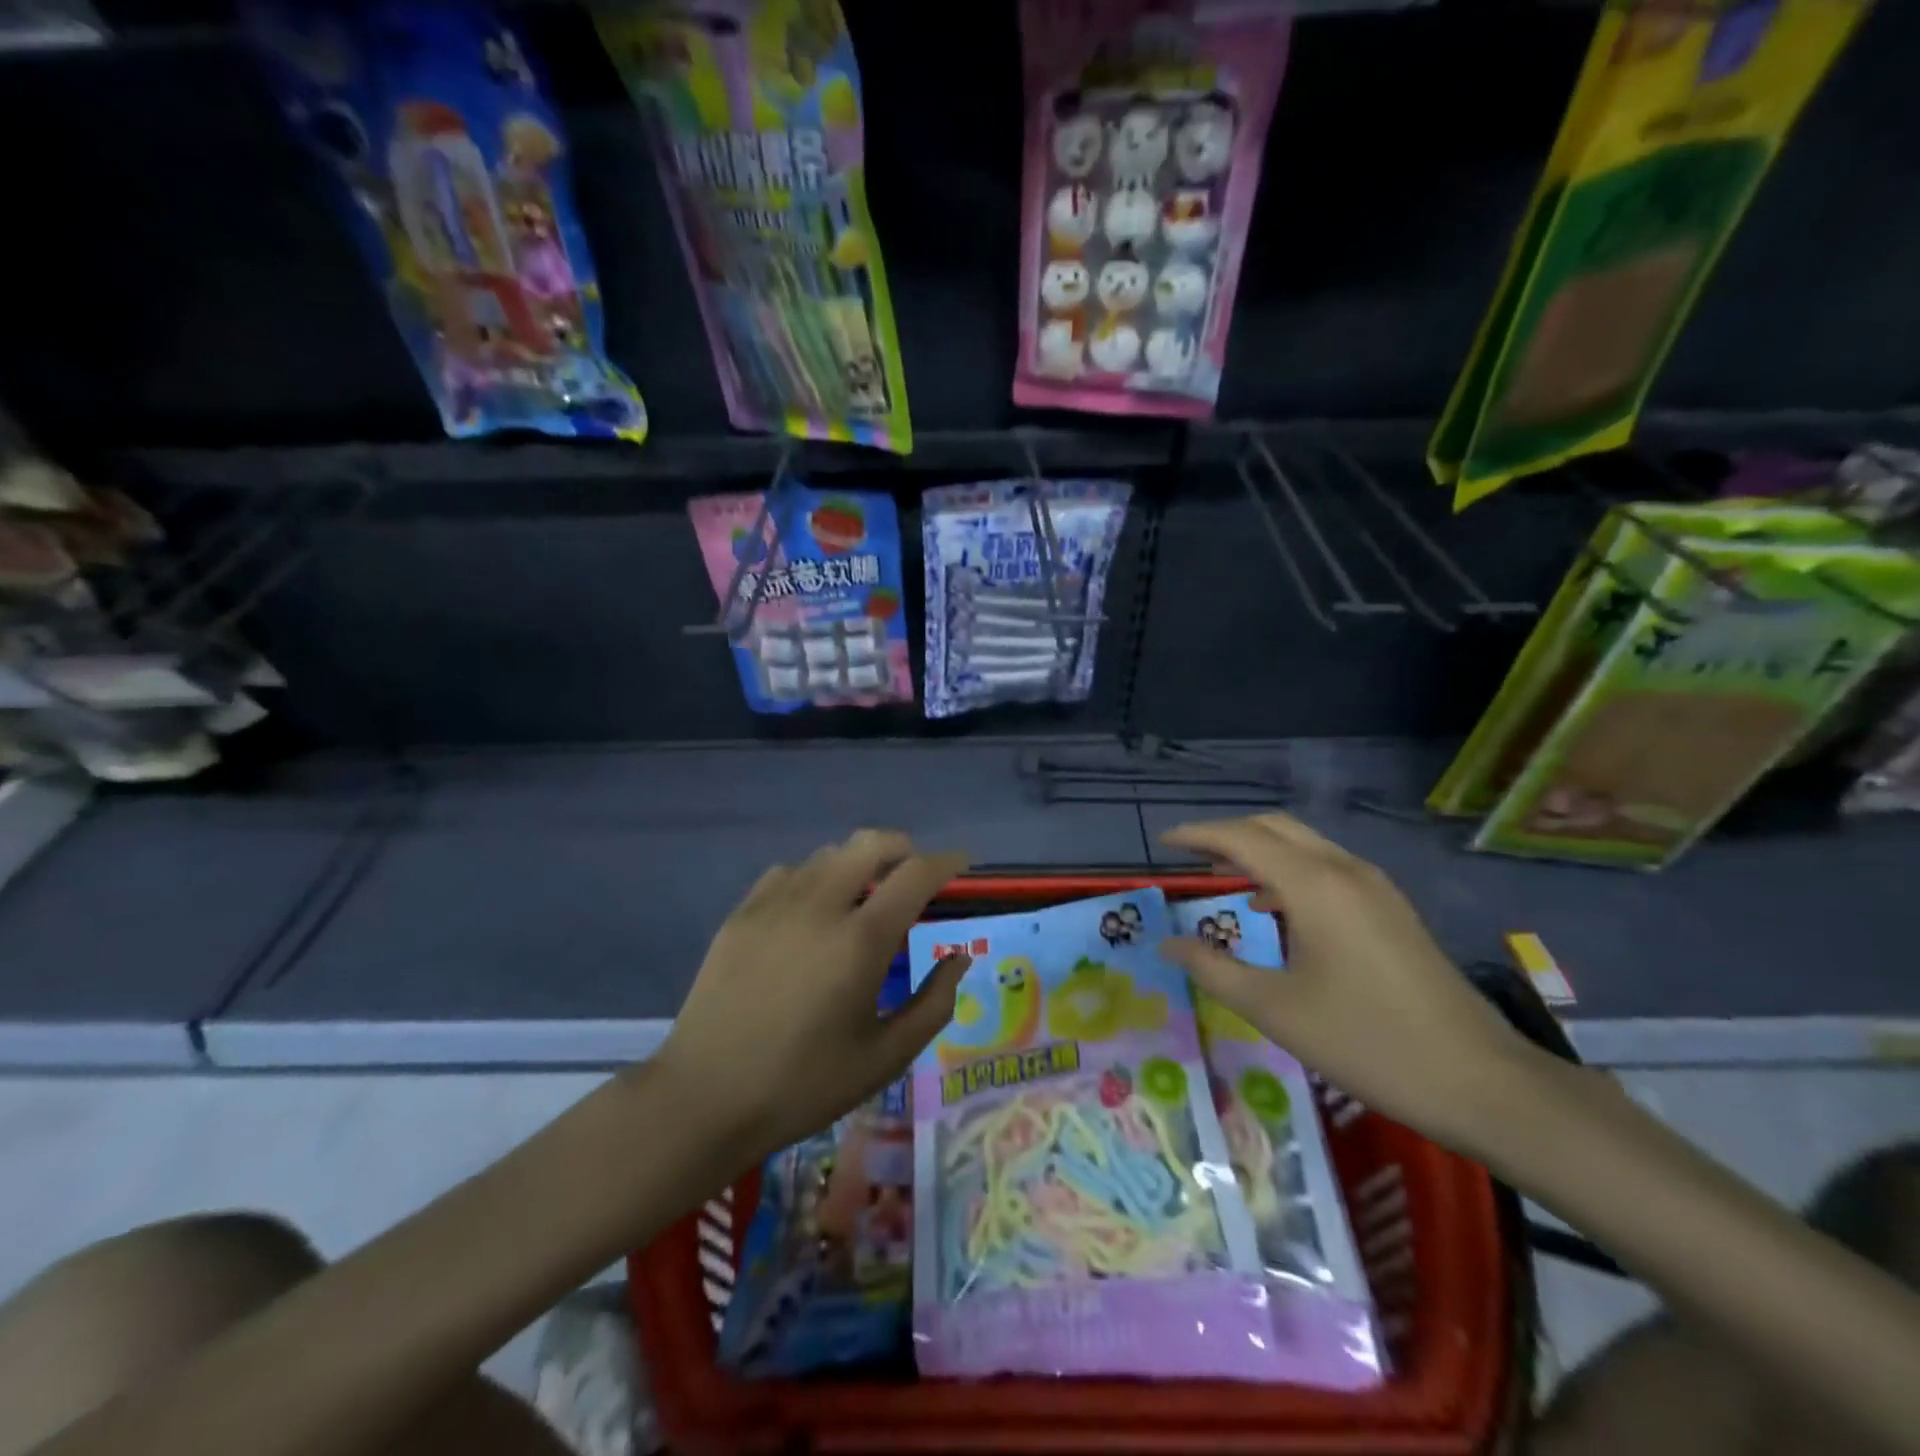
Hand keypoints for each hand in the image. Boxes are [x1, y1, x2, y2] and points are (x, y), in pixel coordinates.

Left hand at [656, 830, 970, 1171]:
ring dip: (857, 862)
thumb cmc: (804, 1085)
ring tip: (863, 894)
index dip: (945, 861)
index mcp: (861, 941)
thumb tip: (959, 959)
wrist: (705, 1099)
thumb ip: (934, 1004)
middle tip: (914, 871)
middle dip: (902, 846)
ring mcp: (775, 905)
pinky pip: (788, 872)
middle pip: (870, 843)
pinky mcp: (741, 914)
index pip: (915, 874)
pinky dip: (813, 877)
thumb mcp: (885, 1058)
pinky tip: (811, 909)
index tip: (960, 862)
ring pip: (828, 855)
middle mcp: (820, 906)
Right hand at [1160, 814, 1534, 1154]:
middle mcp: (1345, 871)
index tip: (1163, 843)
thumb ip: (1214, 969)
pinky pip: (1327, 867)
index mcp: (1314, 886)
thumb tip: (1169, 944)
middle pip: (1275, 828)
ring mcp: (1375, 887)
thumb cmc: (1366, 1042)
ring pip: (1305, 844)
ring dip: (1260, 850)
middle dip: (1228, 834)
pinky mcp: (1392, 909)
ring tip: (1224, 876)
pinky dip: (1289, 870)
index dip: (1197, 835)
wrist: (1481, 1082)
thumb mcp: (1275, 1010)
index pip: (1242, 839)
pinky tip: (1276, 907)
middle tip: (1190, 856)